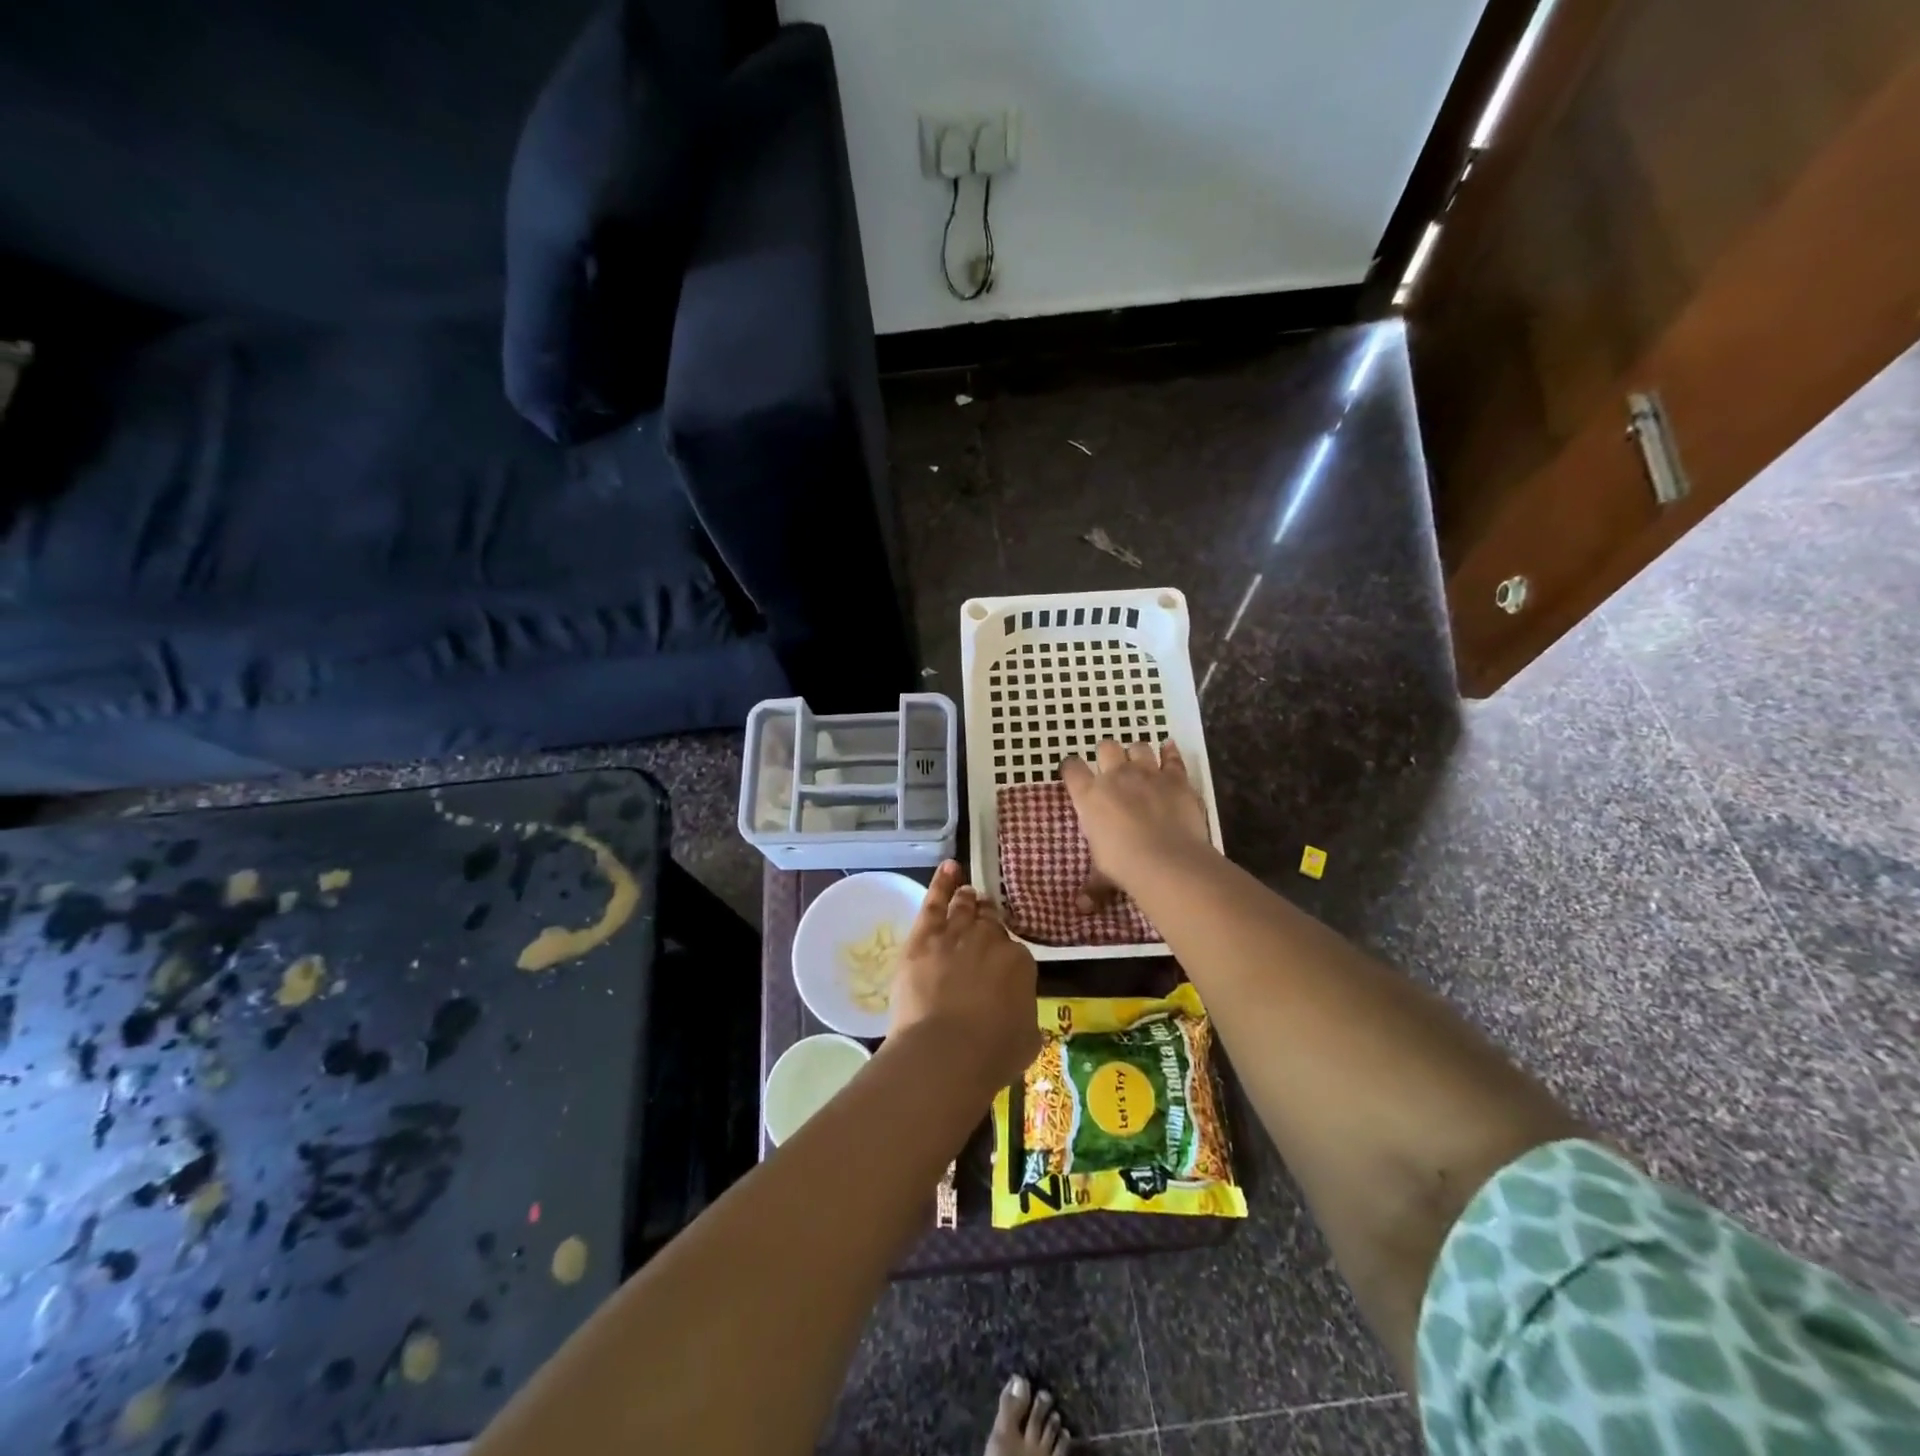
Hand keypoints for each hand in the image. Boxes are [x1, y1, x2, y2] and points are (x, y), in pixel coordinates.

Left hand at [888, 861, 1039, 1087]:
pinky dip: (942, 883)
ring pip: (964, 908)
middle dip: (988, 921)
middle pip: (989, 924)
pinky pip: (935, 902)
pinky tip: (949, 867)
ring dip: (967, 899)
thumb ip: (1024, 1015)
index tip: (1001, 963)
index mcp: (1019, 963)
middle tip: (985, 918)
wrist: (946, 1052)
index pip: (1014, 952)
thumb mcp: (1027, 1039)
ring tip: (968, 892)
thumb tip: (1018, 1011)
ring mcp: (956, 934)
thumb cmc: (991, 1055)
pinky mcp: (924, 937)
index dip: (1006, 956)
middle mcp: (990, 940)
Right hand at [1060, 739, 1213, 902]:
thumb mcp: (1102, 877)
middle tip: (1111, 768)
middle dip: (1107, 754)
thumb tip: (1081, 908)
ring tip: (1139, 763)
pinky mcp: (1176, 779)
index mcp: (1088, 796)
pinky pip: (1172, 757)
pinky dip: (1170, 752)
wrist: (1166, 860)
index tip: (1073, 772)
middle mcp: (1115, 776)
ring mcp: (1147, 773)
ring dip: (1137, 752)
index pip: (1072, 769)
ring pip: (1138, 747)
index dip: (1071, 767)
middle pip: (1106, 748)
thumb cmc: (1123, 865)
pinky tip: (1169, 749)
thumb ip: (1093, 887)